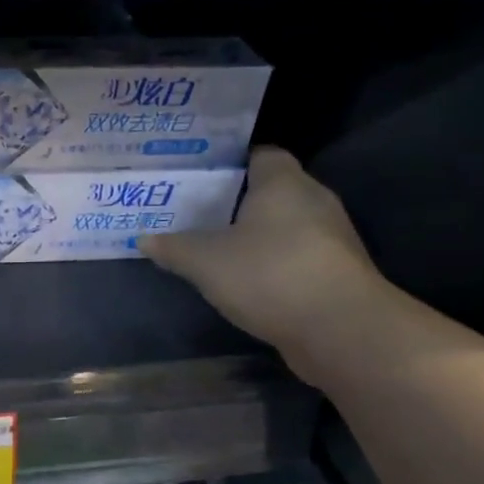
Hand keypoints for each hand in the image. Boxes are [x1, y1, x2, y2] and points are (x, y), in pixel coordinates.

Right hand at [139, 147, 387, 376]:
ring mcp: (331, 238)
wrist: (340, 328)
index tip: (199, 178)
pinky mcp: (336, 273)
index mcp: (283, 183)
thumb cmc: (269, 275)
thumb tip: (144, 238)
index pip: (260, 155)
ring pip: (286, 227)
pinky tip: (248, 282)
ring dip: (257, 238)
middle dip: (238, 203)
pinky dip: (274, 265)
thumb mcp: (205, 262)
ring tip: (217, 250)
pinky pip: (297, 257)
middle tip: (197, 215)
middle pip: (272, 192)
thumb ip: (173, 248)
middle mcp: (314, 200)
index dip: (230, 163)